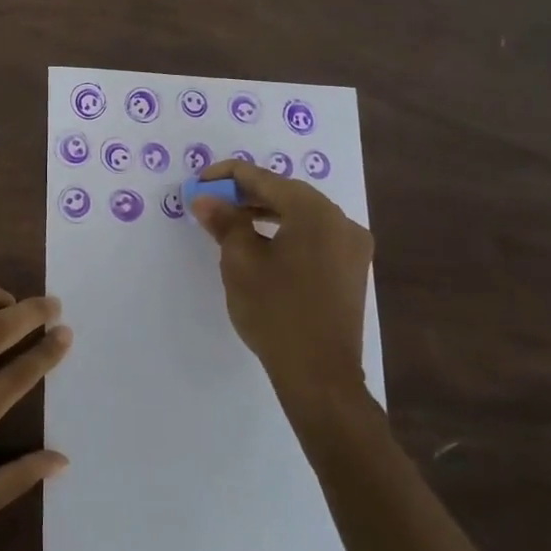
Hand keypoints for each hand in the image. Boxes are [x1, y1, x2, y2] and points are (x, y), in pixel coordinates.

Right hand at [190, 159, 372, 424]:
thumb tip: (206, 198)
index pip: (263, 178)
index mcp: (314, 211)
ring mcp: (351, 246)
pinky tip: (262, 244)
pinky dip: (285, 232)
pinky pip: (314, 235)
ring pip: (301, 215)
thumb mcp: (240, 261)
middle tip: (211, 202)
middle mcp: (340, 220)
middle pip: (285, 193)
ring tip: (230, 222)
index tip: (198, 183)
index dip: (226, 176)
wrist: (319, 374)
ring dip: (265, 213)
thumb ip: (224, 221)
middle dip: (246, 194)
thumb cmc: (275, 311)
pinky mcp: (351, 269)